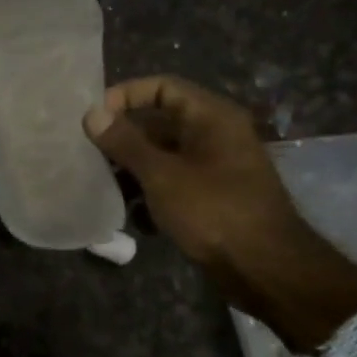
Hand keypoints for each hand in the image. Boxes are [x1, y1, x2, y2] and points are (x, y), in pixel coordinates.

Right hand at [84, 77, 356, 352]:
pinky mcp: (212, 198)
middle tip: (90, 155)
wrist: (266, 268)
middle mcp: (215, 135)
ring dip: (133, 171)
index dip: (126, 95)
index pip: (162, 87)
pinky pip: (174, 183)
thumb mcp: (162, 175)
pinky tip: (136, 218)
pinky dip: (152, 195)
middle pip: (159, 123)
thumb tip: (92, 113)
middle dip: (124, 139)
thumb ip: (125, 142)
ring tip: (106, 188)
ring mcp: (216, 168)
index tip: (94, 119)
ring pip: (163, 156)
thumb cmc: (214, 211)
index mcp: (211, 117)